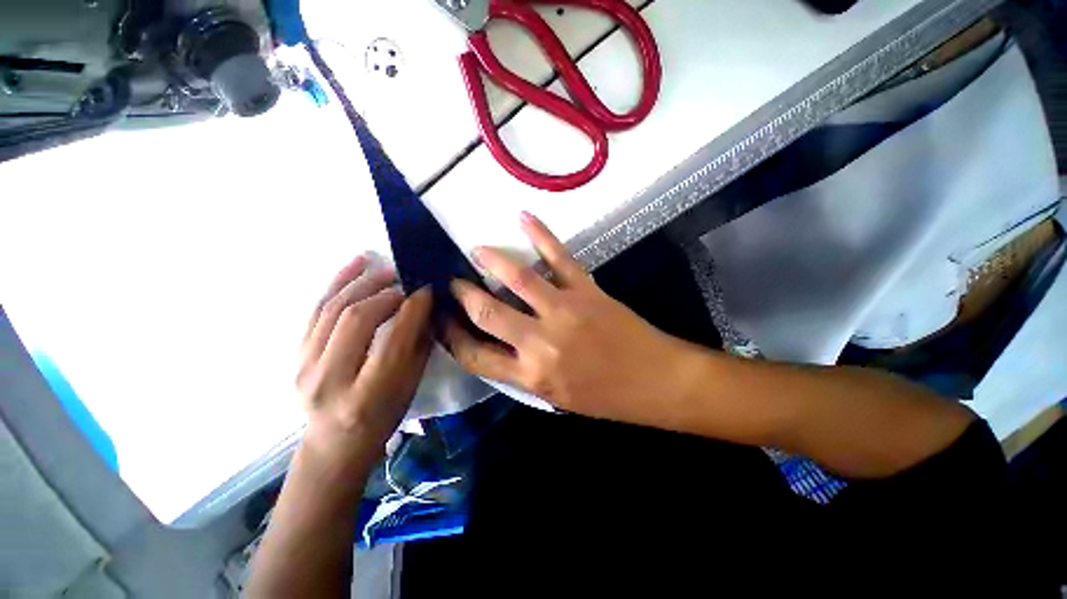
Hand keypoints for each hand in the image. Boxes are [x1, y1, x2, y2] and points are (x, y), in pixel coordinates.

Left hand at [296, 256, 432, 468]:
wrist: (336, 441)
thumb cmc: (384, 415)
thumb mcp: (410, 385)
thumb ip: (418, 344)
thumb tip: (426, 305)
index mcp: (367, 394)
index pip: (392, 339)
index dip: (413, 309)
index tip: (427, 289)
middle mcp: (329, 379)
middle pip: (356, 319)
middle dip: (386, 293)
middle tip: (406, 281)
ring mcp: (304, 366)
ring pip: (332, 309)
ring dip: (362, 282)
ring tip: (385, 269)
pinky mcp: (295, 354)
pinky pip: (316, 310)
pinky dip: (337, 282)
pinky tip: (356, 264)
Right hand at [443, 213, 703, 425]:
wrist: (655, 381)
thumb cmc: (606, 396)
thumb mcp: (556, 396)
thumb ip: (523, 372)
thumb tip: (499, 346)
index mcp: (531, 374)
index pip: (475, 355)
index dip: (452, 337)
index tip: (443, 320)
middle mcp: (540, 342)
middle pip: (487, 312)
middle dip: (463, 294)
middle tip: (453, 281)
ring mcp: (564, 310)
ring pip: (518, 278)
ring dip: (491, 260)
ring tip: (477, 250)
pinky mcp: (587, 290)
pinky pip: (559, 257)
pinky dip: (541, 234)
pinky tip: (523, 218)